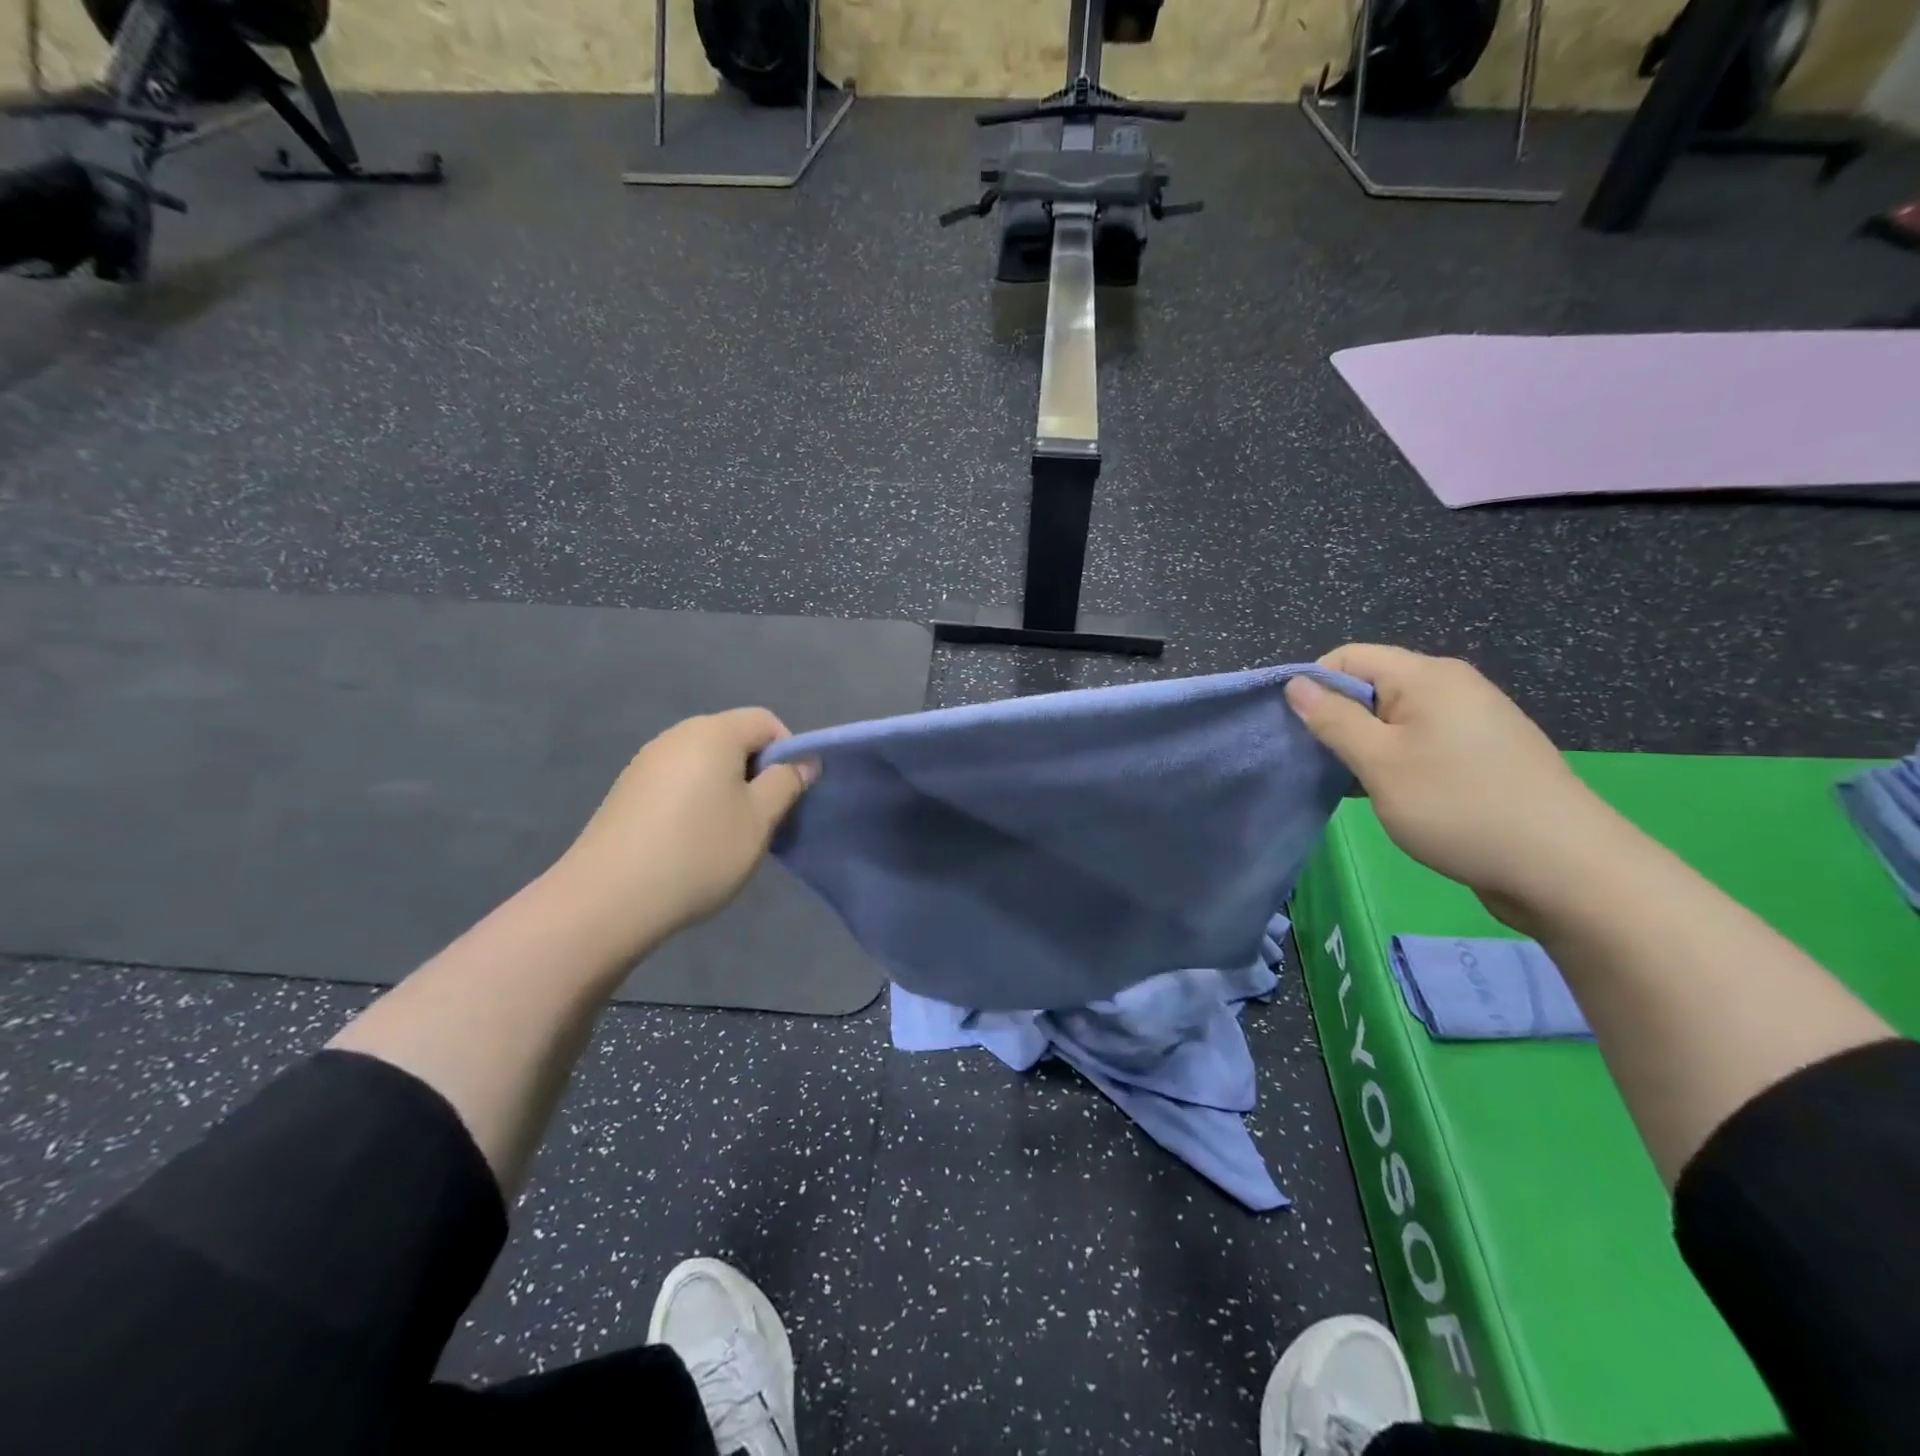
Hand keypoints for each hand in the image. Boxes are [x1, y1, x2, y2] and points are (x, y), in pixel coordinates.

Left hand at [553, 708, 817, 952]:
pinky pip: (677, 780)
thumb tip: (804, 761)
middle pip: (733, 738)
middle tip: (763, 817)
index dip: (788, 752)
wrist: (608, 898)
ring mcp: (646, 761)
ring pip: (704, 762)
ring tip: (727, 833)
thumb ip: (786, 783)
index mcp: (713, 733)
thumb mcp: (759, 820)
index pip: (765, 721)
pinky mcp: (627, 789)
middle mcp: (678, 735)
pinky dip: (695, 800)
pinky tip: (690, 840)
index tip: (789, 794)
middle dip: (756, 771)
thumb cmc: (699, 852)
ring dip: (726, 788)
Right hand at [1285, 645, 1625, 923]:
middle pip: (1372, 685)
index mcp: (1428, 676)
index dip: (1313, 686)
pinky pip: (1423, 741)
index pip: (1348, 657)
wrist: (1566, 868)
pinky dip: (1397, 760)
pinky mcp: (1485, 753)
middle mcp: (1454, 686)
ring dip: (1366, 744)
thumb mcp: (1380, 763)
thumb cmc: (1459, 807)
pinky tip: (1395, 794)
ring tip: (1354, 783)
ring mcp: (1475, 720)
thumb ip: (1334, 720)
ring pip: (1396, 717)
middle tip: (1320, 763)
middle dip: (1338, 719)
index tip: (1294, 731)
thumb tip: (1296, 684)